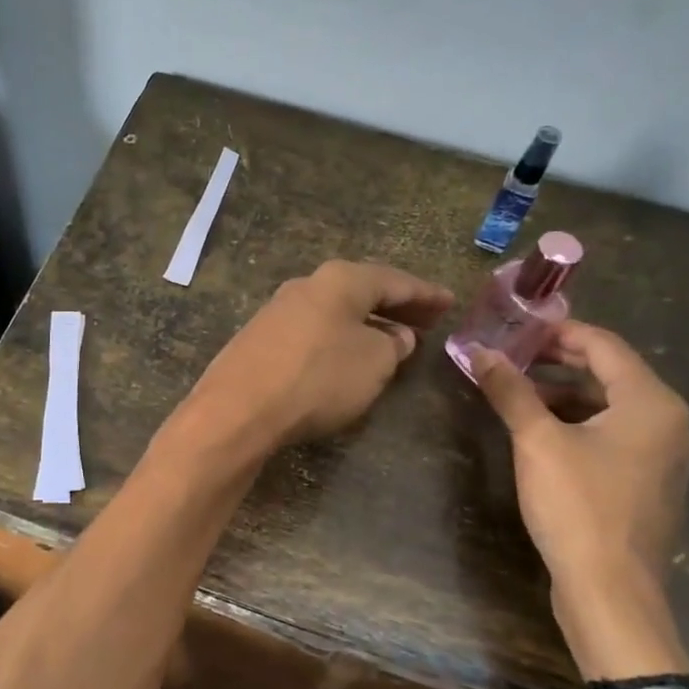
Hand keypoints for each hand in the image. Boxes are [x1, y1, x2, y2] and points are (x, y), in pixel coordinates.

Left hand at [175, 260, 453, 459]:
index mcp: (340, 280)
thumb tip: (395, 336)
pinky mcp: (259, 339)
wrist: (238, 409)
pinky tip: (346, 357)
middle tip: (427, 320)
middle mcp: (306, 285)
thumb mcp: (373, 363)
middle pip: (361, 291)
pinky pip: (313, 330)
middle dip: (397, 307)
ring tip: (392, 341)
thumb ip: (392, 346)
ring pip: (335, 311)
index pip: (394, 281)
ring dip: (366, 323)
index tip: (450, 302)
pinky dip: (338, 338)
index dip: (426, 294)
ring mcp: (277, 311)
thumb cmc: (318, 378)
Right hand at [468, 323, 688, 677]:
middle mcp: (669, 423)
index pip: (603, 345)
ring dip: (567, 394)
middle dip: (560, 362)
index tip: (517, 329)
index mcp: (651, 403)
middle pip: (611, 373)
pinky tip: (545, 435)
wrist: (611, 591)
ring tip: (520, 395)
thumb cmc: (578, 506)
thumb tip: (481, 352)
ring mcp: (665, 456)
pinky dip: (581, 423)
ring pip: (612, 406)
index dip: (558, 331)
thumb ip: (511, 391)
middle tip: (514, 357)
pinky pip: (617, 435)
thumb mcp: (537, 441)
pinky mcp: (652, 484)